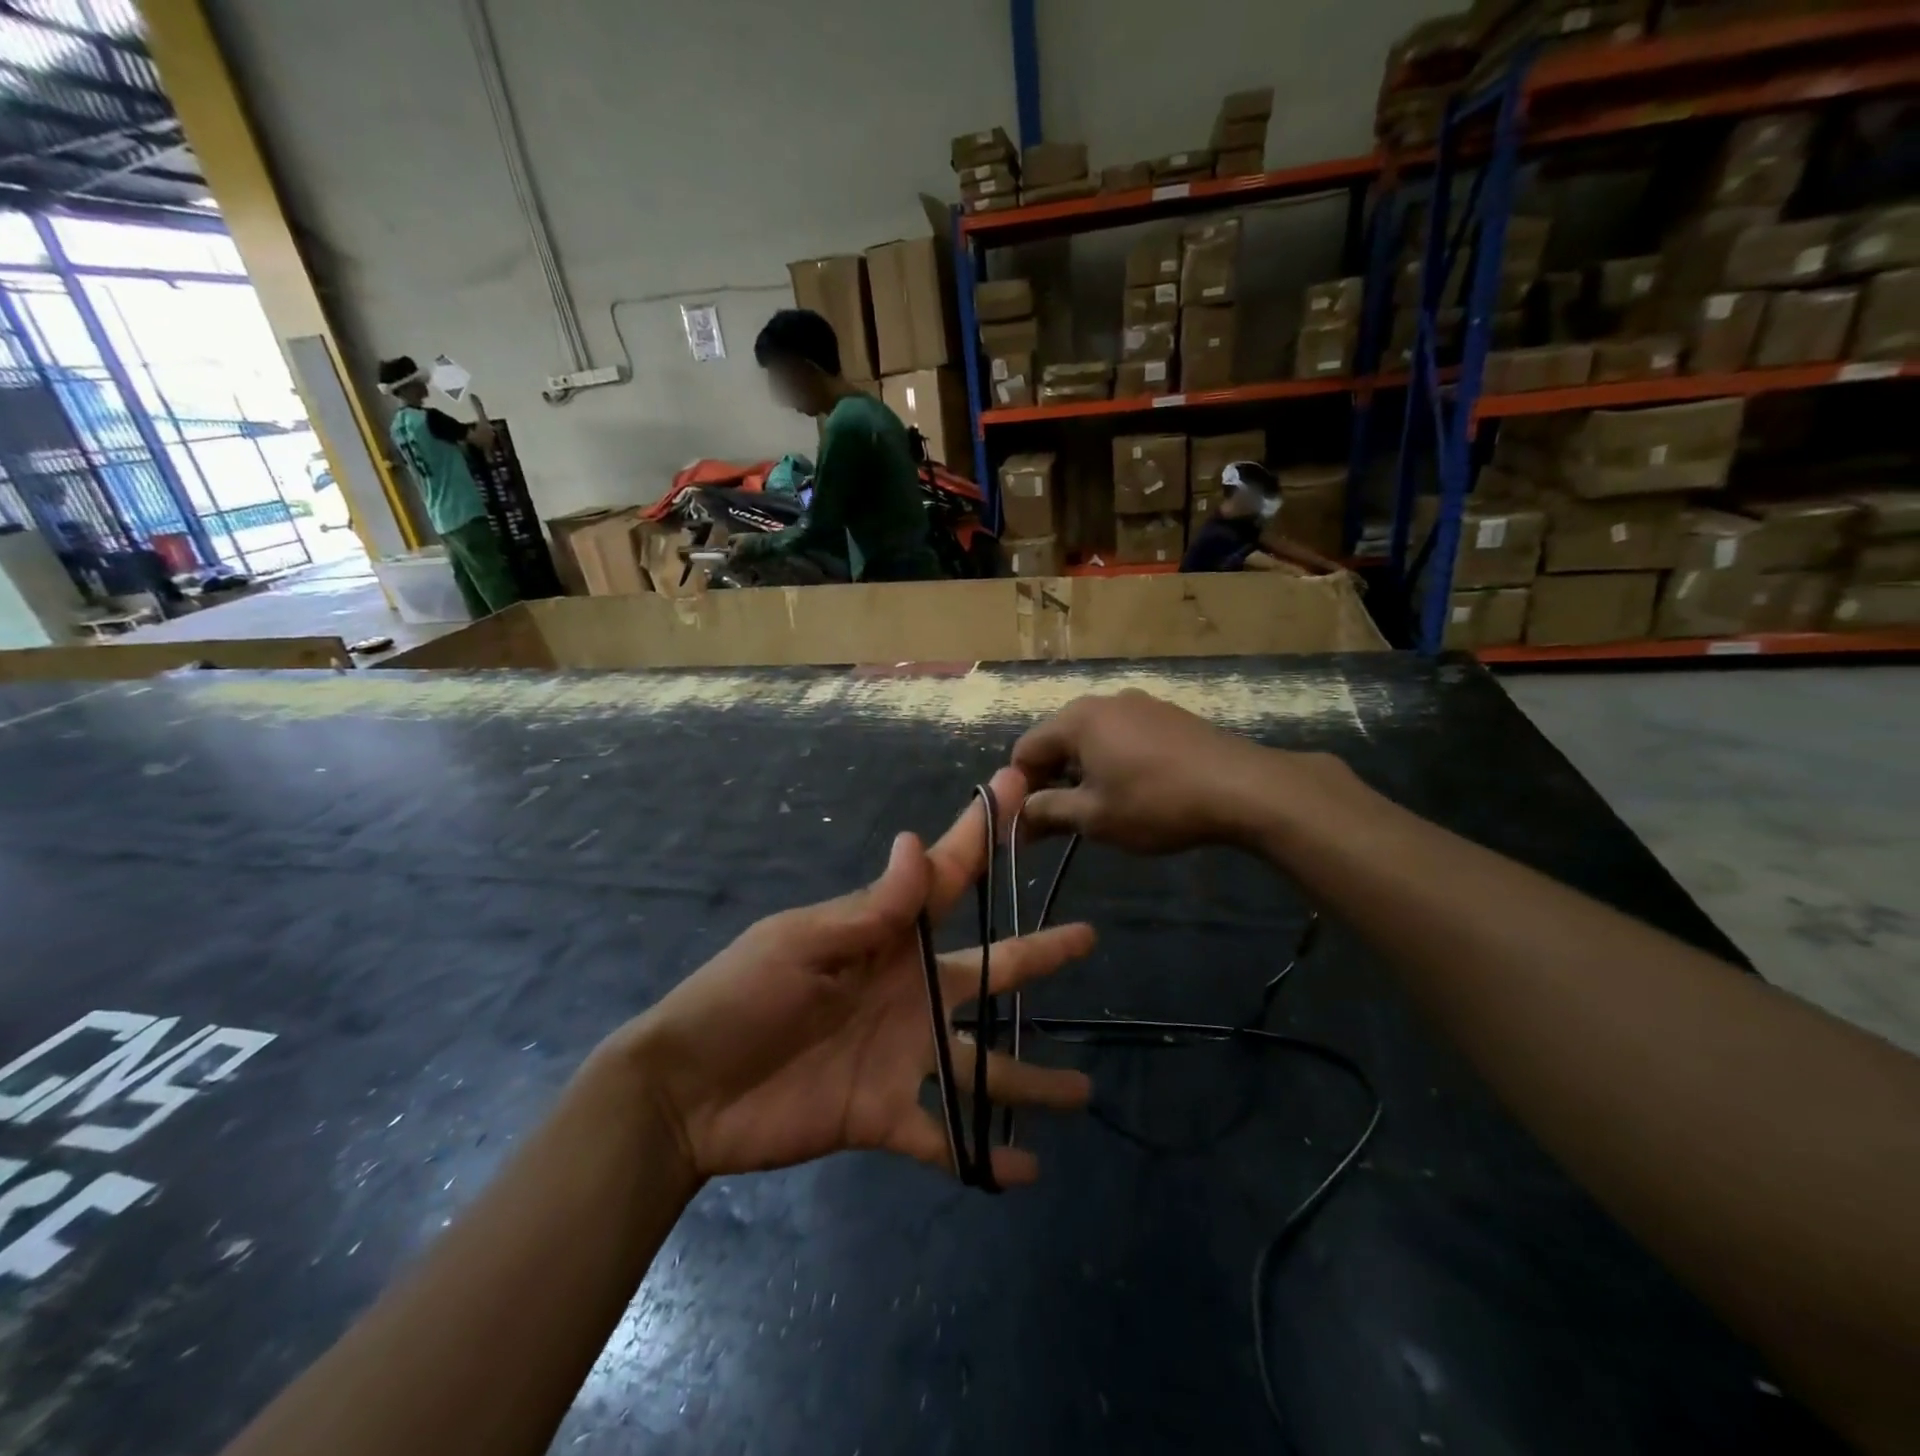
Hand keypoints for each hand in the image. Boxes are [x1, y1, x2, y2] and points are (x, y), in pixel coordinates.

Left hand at [620, 767, 1093, 1186]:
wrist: (685, 1091)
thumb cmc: (740, 998)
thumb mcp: (801, 942)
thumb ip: (870, 908)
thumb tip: (918, 841)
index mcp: (886, 941)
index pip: (946, 880)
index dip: (980, 835)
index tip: (1014, 787)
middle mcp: (908, 993)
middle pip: (987, 971)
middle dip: (1037, 954)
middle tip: (1087, 937)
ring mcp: (901, 1056)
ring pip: (981, 1067)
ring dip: (1029, 1081)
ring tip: (1082, 1095)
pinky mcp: (884, 1115)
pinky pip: (943, 1137)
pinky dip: (983, 1157)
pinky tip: (1027, 1171)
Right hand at [1011, 689, 1345, 853]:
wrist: (1243, 788)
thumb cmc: (1156, 802)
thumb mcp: (1095, 817)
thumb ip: (1048, 812)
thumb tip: (1018, 817)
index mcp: (1077, 720)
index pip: (1025, 750)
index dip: (1018, 788)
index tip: (1027, 824)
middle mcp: (1103, 701)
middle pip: (1058, 741)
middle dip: (1050, 781)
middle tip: (1058, 822)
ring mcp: (1140, 704)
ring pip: (1092, 739)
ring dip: (1082, 773)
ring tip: (1097, 809)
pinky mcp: (1168, 716)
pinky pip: (1123, 736)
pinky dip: (1113, 762)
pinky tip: (1133, 791)